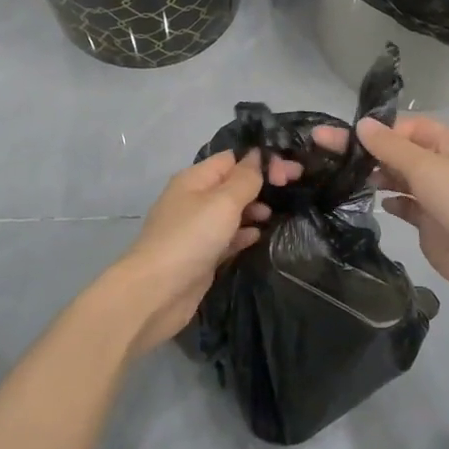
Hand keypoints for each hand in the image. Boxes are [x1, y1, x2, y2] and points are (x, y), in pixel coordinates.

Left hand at [101, 149, 301, 355]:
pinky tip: (258, 237)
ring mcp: (197, 228)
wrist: (156, 292)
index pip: (232, 158)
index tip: (290, 172)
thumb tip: (257, 155)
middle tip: (292, 189)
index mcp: (195, 178)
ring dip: (254, 210)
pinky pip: (227, 236)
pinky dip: (243, 234)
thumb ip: (245, 179)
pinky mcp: (202, 254)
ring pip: (232, 211)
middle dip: (261, 184)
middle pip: (233, 183)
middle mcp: (194, 199)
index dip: (261, 160)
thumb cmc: (191, 238)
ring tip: (274, 215)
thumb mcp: (223, 202)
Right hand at [312, 115, 448, 319]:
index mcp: (447, 143)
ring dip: (374, 175)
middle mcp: (440, 165)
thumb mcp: (428, 167)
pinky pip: (404, 206)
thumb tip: (361, 124)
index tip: (340, 136)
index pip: (403, 128)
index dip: (374, 130)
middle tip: (322, 149)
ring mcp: (435, 196)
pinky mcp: (429, 224)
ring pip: (398, 178)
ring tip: (341, 175)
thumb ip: (391, 148)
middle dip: (365, 151)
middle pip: (396, 152)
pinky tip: (372, 201)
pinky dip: (389, 202)